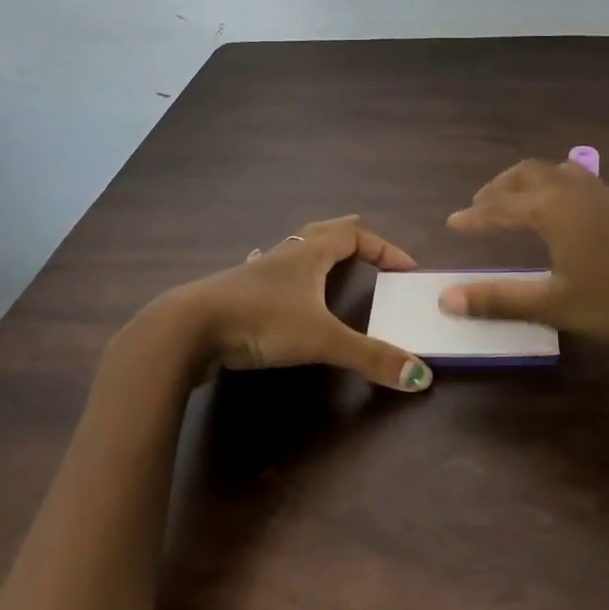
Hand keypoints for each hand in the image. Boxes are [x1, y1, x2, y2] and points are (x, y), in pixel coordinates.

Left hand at [164, 215, 433, 392]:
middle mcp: (285, 254)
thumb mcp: (322, 339)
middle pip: (323, 232)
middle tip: (371, 253)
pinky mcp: (237, 295)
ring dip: (318, 257)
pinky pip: (273, 277)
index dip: (384, 248)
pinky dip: (289, 280)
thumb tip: (421, 377)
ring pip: (295, 253)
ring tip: (331, 271)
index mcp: (309, 253)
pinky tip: (283, 297)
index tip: (406, 269)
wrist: (187, 329)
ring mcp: (257, 273)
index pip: (355, 234)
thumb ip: (371, 357)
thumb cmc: (261, 320)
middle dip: (351, 239)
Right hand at [441, 159, 608, 348]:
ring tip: (514, 204)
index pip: (501, 207)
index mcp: (553, 208)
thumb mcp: (557, 304)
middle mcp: (575, 191)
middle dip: (498, 189)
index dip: (474, 216)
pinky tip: (562, 212)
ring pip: (554, 173)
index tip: (451, 223)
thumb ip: (500, 299)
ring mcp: (604, 195)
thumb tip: (446, 297)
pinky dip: (553, 188)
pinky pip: (577, 182)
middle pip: (526, 175)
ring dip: (527, 183)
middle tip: (479, 209)